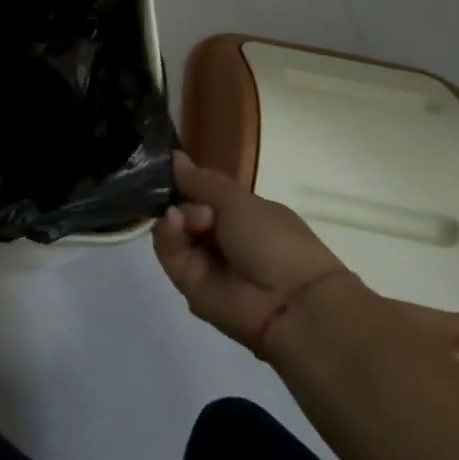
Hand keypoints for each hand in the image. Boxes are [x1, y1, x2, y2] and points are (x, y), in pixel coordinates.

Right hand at [153, 150, 350, 358]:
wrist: (290, 303)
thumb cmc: (274, 240)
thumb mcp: (238, 200)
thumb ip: (200, 180)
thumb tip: (173, 156)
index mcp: (237, 213)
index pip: (200, 190)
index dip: (184, 178)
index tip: (168, 165)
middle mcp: (217, 235)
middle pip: (180, 207)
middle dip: (180, 197)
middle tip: (195, 202)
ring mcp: (201, 259)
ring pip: (170, 228)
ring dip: (175, 216)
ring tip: (190, 217)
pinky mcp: (187, 281)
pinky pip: (168, 252)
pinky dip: (168, 234)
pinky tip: (175, 222)